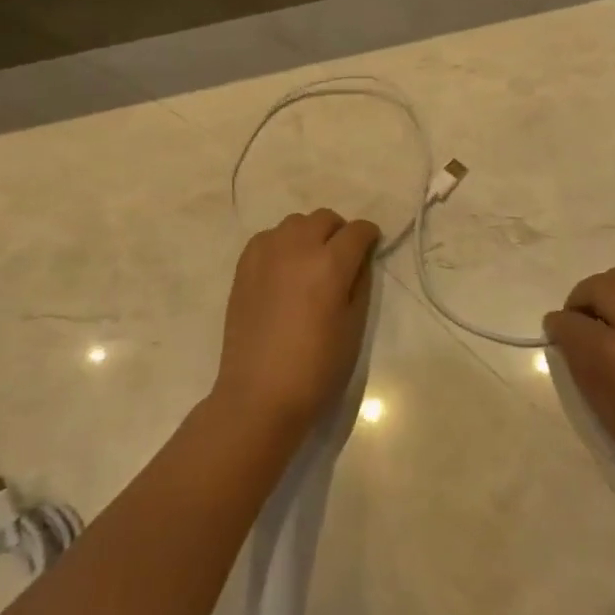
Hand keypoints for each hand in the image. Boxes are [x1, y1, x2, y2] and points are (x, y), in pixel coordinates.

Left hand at [214, 208, 379, 441]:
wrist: (259, 396)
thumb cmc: (316, 368)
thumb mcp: (354, 327)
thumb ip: (360, 283)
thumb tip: (359, 259)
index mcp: (330, 264)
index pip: (357, 231)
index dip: (369, 236)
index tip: (371, 247)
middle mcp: (297, 249)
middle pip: (324, 218)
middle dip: (339, 232)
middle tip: (341, 258)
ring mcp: (266, 254)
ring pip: (295, 223)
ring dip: (309, 234)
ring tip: (310, 263)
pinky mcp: (244, 267)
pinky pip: (268, 237)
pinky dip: (281, 243)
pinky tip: (283, 270)